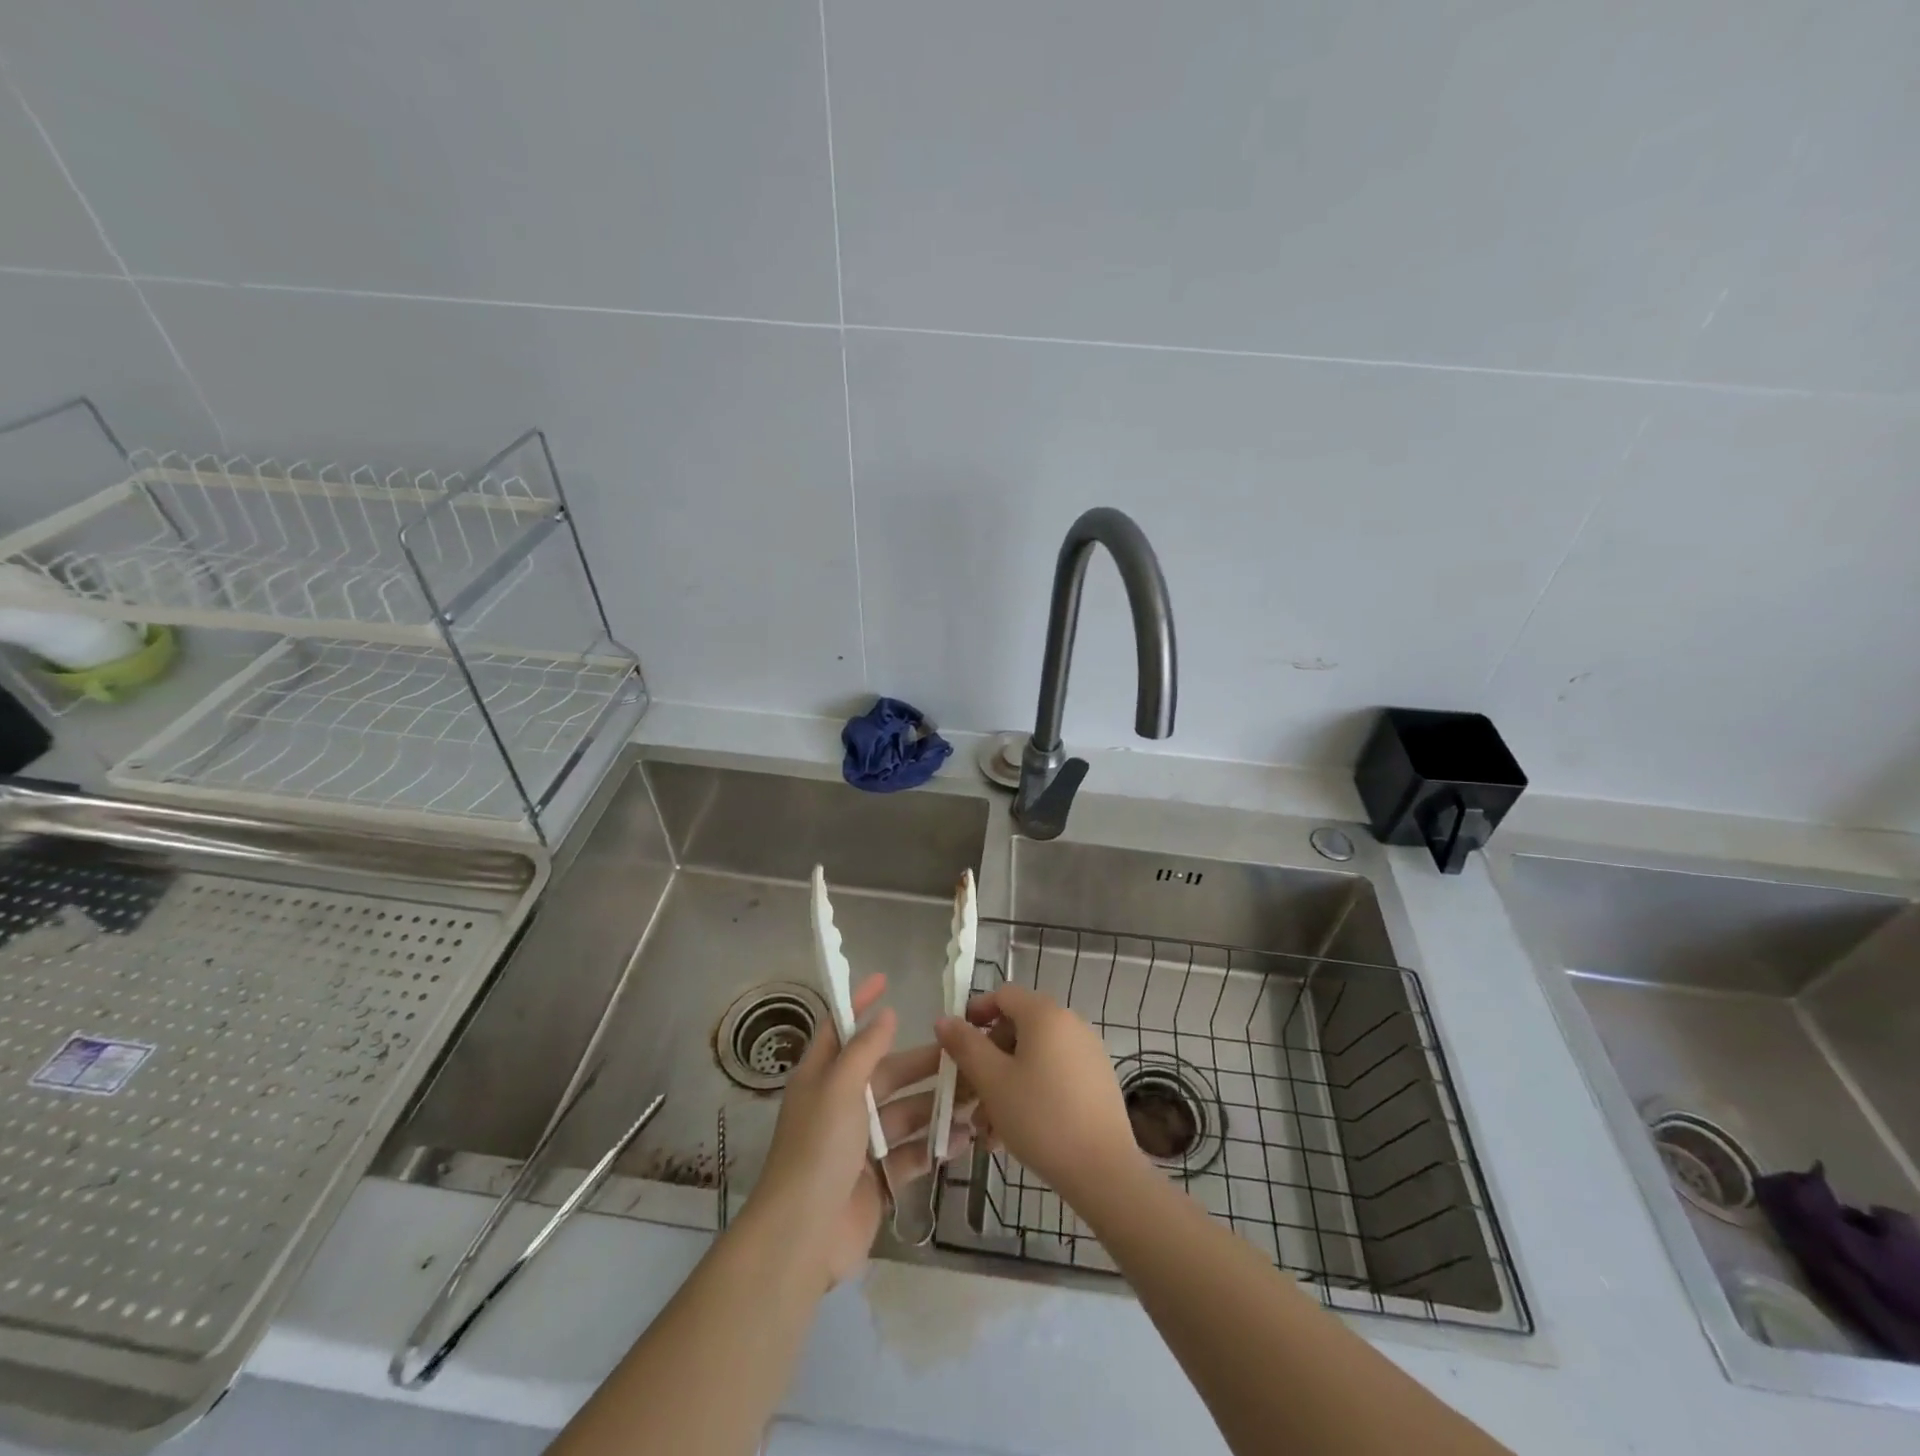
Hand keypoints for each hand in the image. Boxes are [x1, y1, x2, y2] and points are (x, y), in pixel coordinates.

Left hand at [751, 973, 973, 1288]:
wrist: (804, 1237)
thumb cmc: (818, 1149)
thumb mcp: (839, 1088)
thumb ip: (864, 1049)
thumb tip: (885, 1014)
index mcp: (822, 1077)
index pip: (841, 1029)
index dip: (860, 1004)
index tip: (887, 981)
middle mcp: (841, 1104)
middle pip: (887, 1072)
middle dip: (923, 1064)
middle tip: (965, 1054)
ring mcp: (860, 1144)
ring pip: (905, 1112)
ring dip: (937, 1105)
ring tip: (976, 1096)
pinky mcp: (878, 1177)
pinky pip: (912, 1151)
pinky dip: (935, 1144)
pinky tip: (964, 1137)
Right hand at [936, 982, 1142, 1204]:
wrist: (1104, 1170)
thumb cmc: (1041, 1117)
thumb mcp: (993, 1081)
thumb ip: (965, 1046)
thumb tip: (944, 1019)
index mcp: (1045, 1014)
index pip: (1003, 995)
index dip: (975, 1013)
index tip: (956, 1044)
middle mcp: (1070, 1023)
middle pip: (1018, 1028)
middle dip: (989, 1060)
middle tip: (970, 1097)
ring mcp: (1087, 1051)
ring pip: (1034, 1057)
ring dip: (1006, 1083)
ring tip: (988, 1128)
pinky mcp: (1097, 1080)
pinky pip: (1054, 1074)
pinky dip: (1031, 1092)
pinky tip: (1016, 1132)